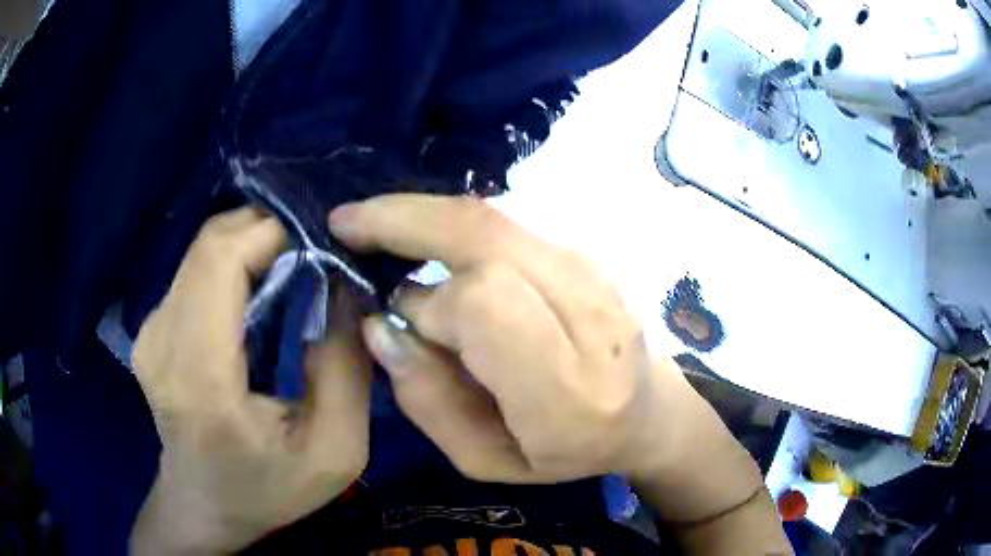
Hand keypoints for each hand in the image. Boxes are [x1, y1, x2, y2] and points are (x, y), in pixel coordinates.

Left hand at [131, 208, 371, 553]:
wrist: (203, 505)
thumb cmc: (268, 489)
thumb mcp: (336, 449)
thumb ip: (347, 366)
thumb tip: (345, 285)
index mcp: (200, 379)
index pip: (219, 260)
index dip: (270, 232)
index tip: (321, 248)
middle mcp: (161, 341)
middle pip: (210, 244)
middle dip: (267, 232)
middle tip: (314, 258)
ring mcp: (149, 330)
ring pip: (203, 250)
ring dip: (251, 248)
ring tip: (291, 274)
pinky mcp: (150, 327)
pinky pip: (194, 270)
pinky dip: (232, 265)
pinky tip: (257, 295)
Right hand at [328, 195, 704, 484]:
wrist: (649, 412)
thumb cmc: (568, 451)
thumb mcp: (486, 459)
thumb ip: (429, 401)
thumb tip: (380, 325)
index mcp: (570, 390)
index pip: (485, 304)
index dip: (428, 303)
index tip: (394, 314)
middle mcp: (592, 314)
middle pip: (487, 235)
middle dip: (405, 222)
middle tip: (349, 223)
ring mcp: (598, 269)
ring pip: (494, 215)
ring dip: (426, 215)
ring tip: (382, 229)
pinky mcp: (592, 248)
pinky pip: (509, 217)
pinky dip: (456, 220)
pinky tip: (429, 235)